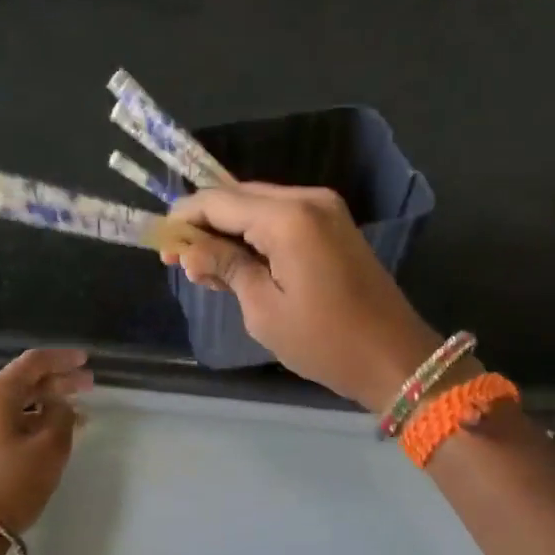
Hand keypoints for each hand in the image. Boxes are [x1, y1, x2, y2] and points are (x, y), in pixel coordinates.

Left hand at [0, 349, 90, 533]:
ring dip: (49, 402)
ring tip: (80, 410)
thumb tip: (61, 406)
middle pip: (26, 380)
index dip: (63, 358)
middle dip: (59, 380)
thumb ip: (62, 416)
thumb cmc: (14, 481)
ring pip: (19, 402)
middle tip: (90, 384)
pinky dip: (36, 419)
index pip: (34, 362)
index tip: (87, 360)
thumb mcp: (50, 446)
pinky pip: (12, 420)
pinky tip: (58, 430)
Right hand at [166, 184, 441, 410]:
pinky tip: (237, 265)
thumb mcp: (264, 310)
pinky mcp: (334, 227)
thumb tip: (190, 252)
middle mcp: (308, 200)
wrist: (394, 357)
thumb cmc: (325, 341)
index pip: (219, 201)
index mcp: (288, 217)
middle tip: (177, 258)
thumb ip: (226, 269)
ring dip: (229, 231)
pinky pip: (282, 220)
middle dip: (205, 223)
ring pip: (260, 206)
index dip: (185, 218)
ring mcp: (326, 211)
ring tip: (204, 270)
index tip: (161, 243)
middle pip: (239, 197)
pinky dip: (255, 236)